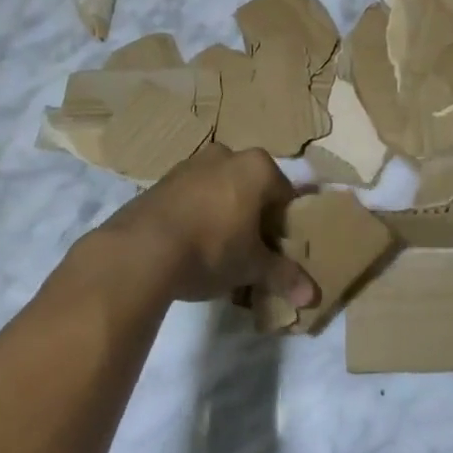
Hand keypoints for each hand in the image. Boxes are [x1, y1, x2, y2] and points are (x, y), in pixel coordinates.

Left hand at [93, 144, 315, 305]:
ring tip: (218, 252)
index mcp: (257, 167)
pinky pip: (192, 197)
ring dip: (224, 215)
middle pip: (252, 189)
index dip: (284, 226)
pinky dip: (197, 215)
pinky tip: (190, 246)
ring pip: (220, 190)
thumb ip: (283, 276)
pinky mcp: (161, 181)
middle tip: (250, 252)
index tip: (276, 251)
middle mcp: (227, 155)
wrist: (140, 251)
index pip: (285, 196)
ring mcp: (190, 165)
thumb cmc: (211, 249)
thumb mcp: (252, 267)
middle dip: (253, 217)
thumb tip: (312, 297)